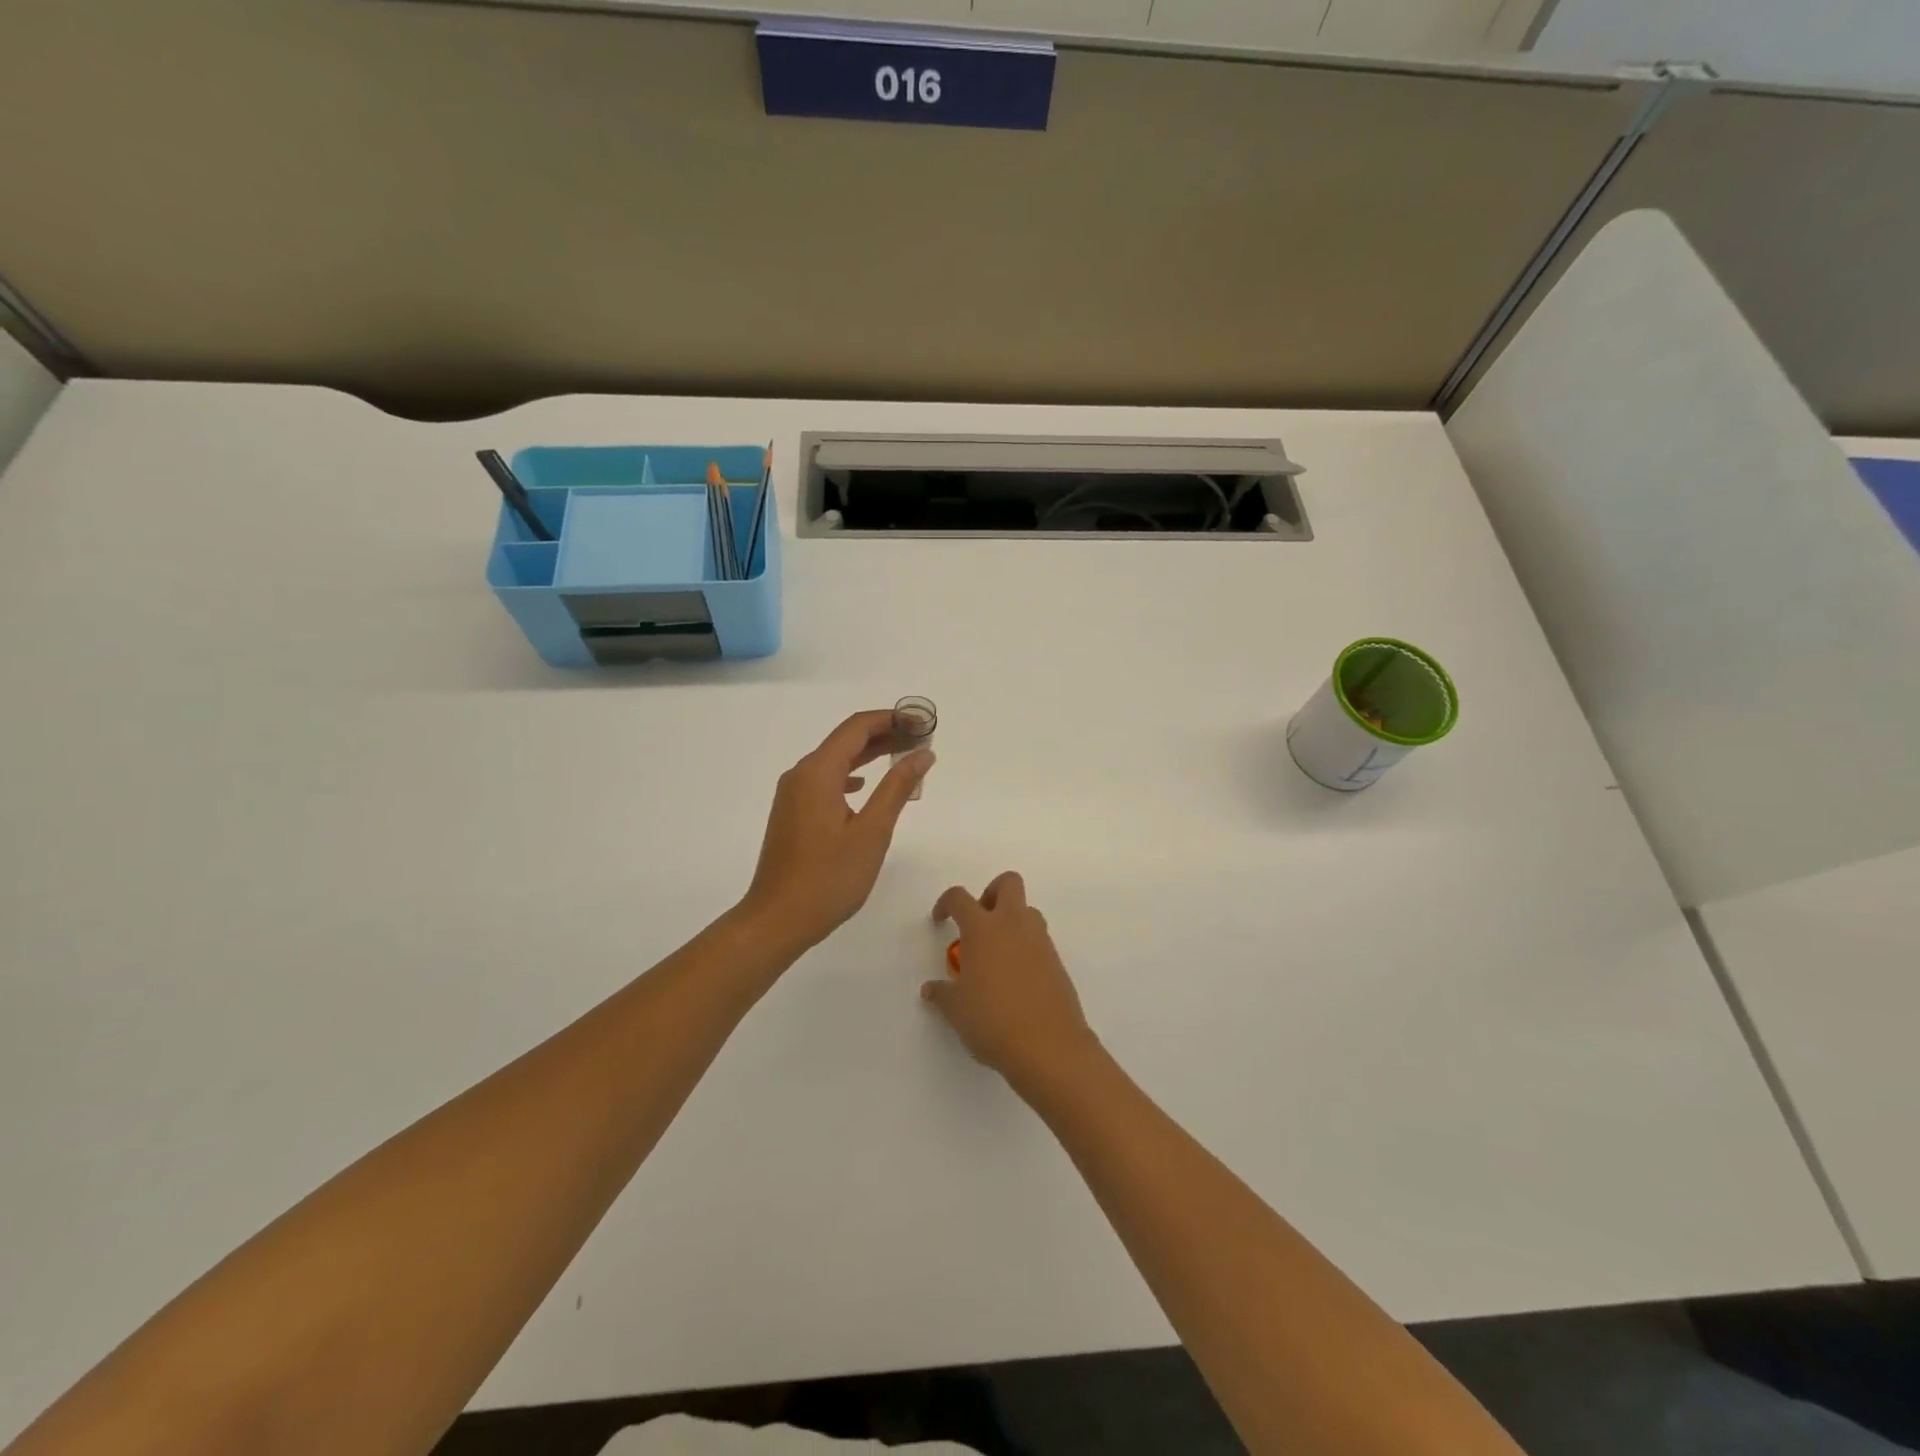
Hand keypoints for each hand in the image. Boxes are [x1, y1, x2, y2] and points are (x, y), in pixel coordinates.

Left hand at [740, 710, 933, 951]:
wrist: (777, 919)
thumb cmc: (829, 878)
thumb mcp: (872, 831)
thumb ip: (897, 787)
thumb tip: (922, 754)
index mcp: (817, 772)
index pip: (857, 727)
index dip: (892, 719)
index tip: (924, 724)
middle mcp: (800, 775)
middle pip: (846, 740)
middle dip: (885, 734)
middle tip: (922, 740)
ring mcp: (792, 795)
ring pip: (835, 761)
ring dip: (869, 755)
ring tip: (904, 758)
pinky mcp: (792, 814)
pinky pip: (826, 781)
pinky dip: (852, 776)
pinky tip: (865, 787)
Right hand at [924, 872, 1099, 1090]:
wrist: (1049, 1047)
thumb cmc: (993, 1021)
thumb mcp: (956, 1010)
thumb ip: (942, 993)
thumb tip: (931, 989)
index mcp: (983, 929)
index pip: (960, 898)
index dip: (946, 903)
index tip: (940, 921)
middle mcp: (1014, 925)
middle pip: (1008, 883)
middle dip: (991, 893)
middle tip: (978, 924)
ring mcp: (1040, 941)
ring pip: (1028, 911)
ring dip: (1011, 921)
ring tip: (995, 956)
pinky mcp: (1057, 962)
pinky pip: (1039, 941)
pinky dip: (1025, 949)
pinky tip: (1014, 980)